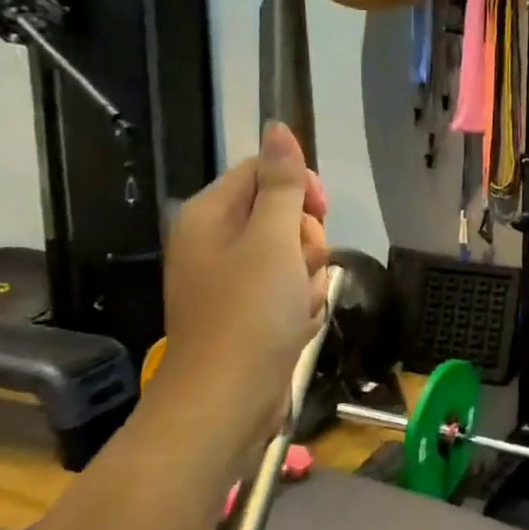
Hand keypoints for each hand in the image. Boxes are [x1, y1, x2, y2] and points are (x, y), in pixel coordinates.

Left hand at [162, 122, 329, 435]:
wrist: (226, 402)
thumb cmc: (249, 314)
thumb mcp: (273, 239)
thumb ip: (281, 183)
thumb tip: (277, 127)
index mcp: (210, 214)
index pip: (264, 171)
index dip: (299, 189)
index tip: (318, 215)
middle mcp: (216, 240)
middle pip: (282, 212)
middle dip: (305, 240)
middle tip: (299, 268)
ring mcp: (231, 278)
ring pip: (292, 252)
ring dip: (307, 276)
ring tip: (296, 304)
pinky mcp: (246, 310)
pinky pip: (287, 286)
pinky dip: (299, 302)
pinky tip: (295, 323)